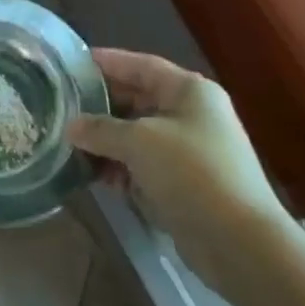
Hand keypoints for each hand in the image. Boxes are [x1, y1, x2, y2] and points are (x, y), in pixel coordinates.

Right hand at [67, 49, 287, 266]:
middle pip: (137, 100)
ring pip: (138, 135)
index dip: (107, 62)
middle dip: (101, 106)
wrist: (240, 243)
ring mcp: (189, 151)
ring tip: (71, 144)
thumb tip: (70, 126)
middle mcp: (190, 114)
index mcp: (188, 91)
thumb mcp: (139, 142)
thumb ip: (101, 130)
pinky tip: (95, 176)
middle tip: (63, 107)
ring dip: (107, 141)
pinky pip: (144, 165)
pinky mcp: (185, 184)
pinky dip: (121, 168)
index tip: (72, 65)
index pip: (140, 65)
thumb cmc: (192, 173)